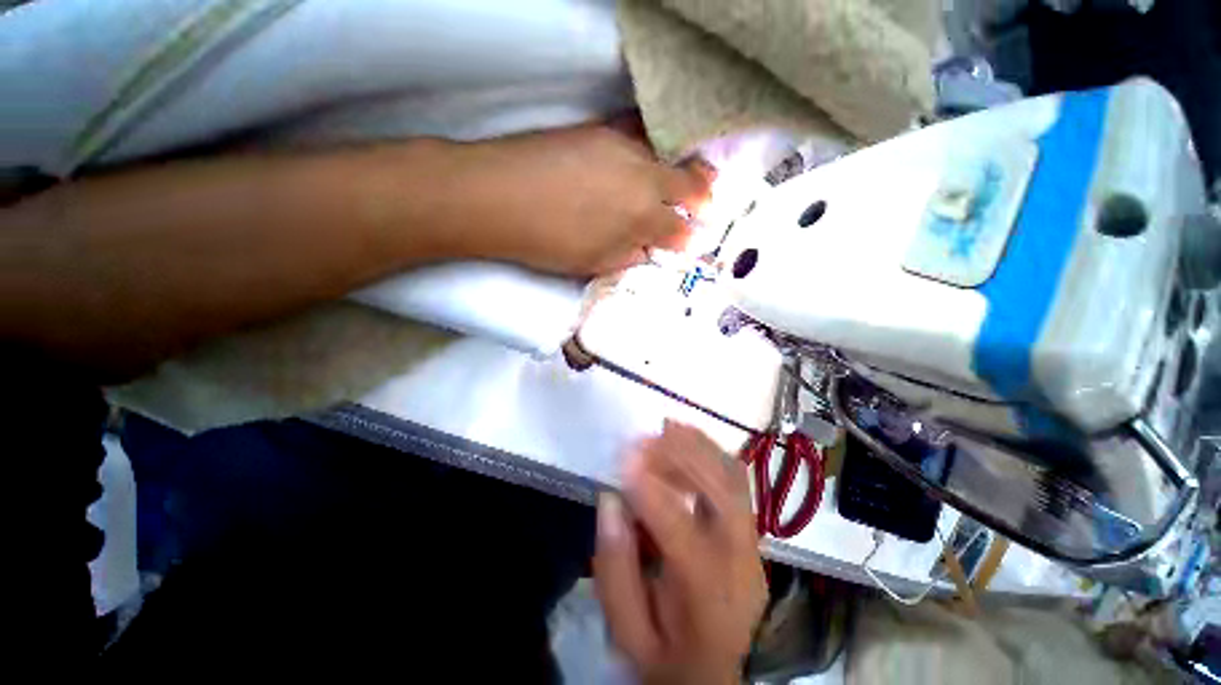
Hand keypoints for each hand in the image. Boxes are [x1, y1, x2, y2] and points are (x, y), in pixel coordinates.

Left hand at [453, 122, 713, 275]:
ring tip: (691, 176)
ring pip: (668, 156)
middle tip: (706, 203)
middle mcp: (643, 180)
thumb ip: (628, 255)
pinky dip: (653, 145)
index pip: (678, 230)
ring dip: (683, 169)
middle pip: (686, 185)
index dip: (686, 237)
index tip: (690, 240)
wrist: (500, 198)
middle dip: (701, 197)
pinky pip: (640, 134)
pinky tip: (652, 152)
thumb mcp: (595, 262)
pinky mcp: (601, 130)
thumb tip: (646, 249)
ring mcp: (624, 149)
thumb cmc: (550, 242)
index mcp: (643, 220)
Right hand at [594, 421, 766, 684]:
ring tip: (666, 427)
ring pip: (733, 479)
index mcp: (708, 598)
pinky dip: (712, 451)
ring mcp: (753, 544)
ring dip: (699, 446)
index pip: (683, 533)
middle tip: (644, 438)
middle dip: (681, 456)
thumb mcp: (628, 632)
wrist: (714, 677)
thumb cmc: (666, 657)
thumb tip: (611, 499)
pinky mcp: (752, 532)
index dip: (652, 490)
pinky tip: (687, 436)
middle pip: (721, 494)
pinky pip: (737, 479)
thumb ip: (615, 569)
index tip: (623, 457)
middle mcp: (741, 564)